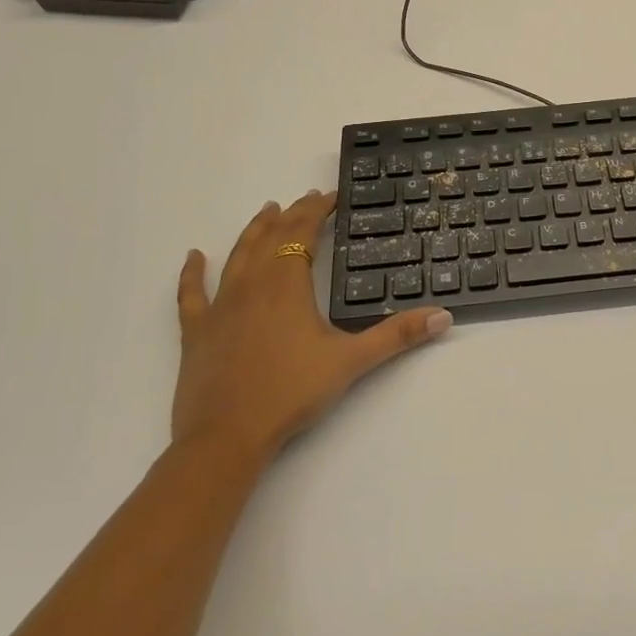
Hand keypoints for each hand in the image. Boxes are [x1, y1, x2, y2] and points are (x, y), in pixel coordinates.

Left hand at [173, 192, 451, 468]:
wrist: (226, 437)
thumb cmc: (290, 393)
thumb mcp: (351, 361)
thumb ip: (397, 335)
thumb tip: (443, 316)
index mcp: (286, 285)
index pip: (302, 232)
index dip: (317, 210)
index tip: (331, 197)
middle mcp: (252, 285)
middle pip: (271, 237)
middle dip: (291, 215)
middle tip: (307, 199)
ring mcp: (220, 307)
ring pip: (237, 255)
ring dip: (254, 231)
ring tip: (267, 210)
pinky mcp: (196, 331)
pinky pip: (191, 294)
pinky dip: (192, 273)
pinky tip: (194, 257)